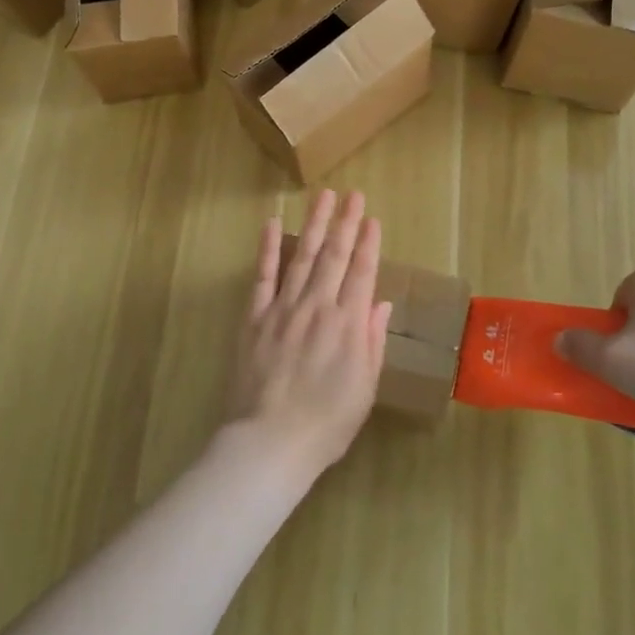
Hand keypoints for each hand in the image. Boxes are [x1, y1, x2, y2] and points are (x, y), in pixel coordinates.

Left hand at [228, 190, 392, 482]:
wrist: (270, 441)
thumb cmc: (326, 424)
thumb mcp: (364, 388)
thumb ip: (372, 341)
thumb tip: (379, 302)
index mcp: (348, 325)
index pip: (361, 273)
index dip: (368, 243)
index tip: (371, 218)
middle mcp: (317, 307)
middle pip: (334, 256)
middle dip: (344, 222)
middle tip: (352, 194)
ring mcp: (284, 308)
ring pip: (302, 257)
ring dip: (313, 224)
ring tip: (322, 196)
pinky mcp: (255, 317)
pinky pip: (262, 276)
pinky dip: (267, 248)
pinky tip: (271, 223)